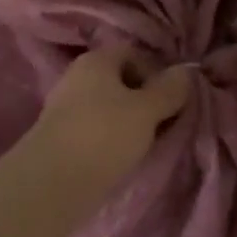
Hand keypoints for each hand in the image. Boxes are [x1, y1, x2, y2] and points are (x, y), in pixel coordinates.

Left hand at [0, 46, 193, 230]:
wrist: (50, 184)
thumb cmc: (103, 136)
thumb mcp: (146, 112)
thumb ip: (168, 91)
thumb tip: (186, 71)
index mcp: (96, 60)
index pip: (132, 52)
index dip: (156, 72)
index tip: (170, 99)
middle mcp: (76, 76)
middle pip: (119, 79)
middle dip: (143, 99)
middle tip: (162, 124)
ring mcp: (64, 106)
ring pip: (107, 106)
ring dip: (127, 122)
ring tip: (143, 146)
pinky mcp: (58, 136)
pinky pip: (93, 128)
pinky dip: (109, 138)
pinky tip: (119, 158)